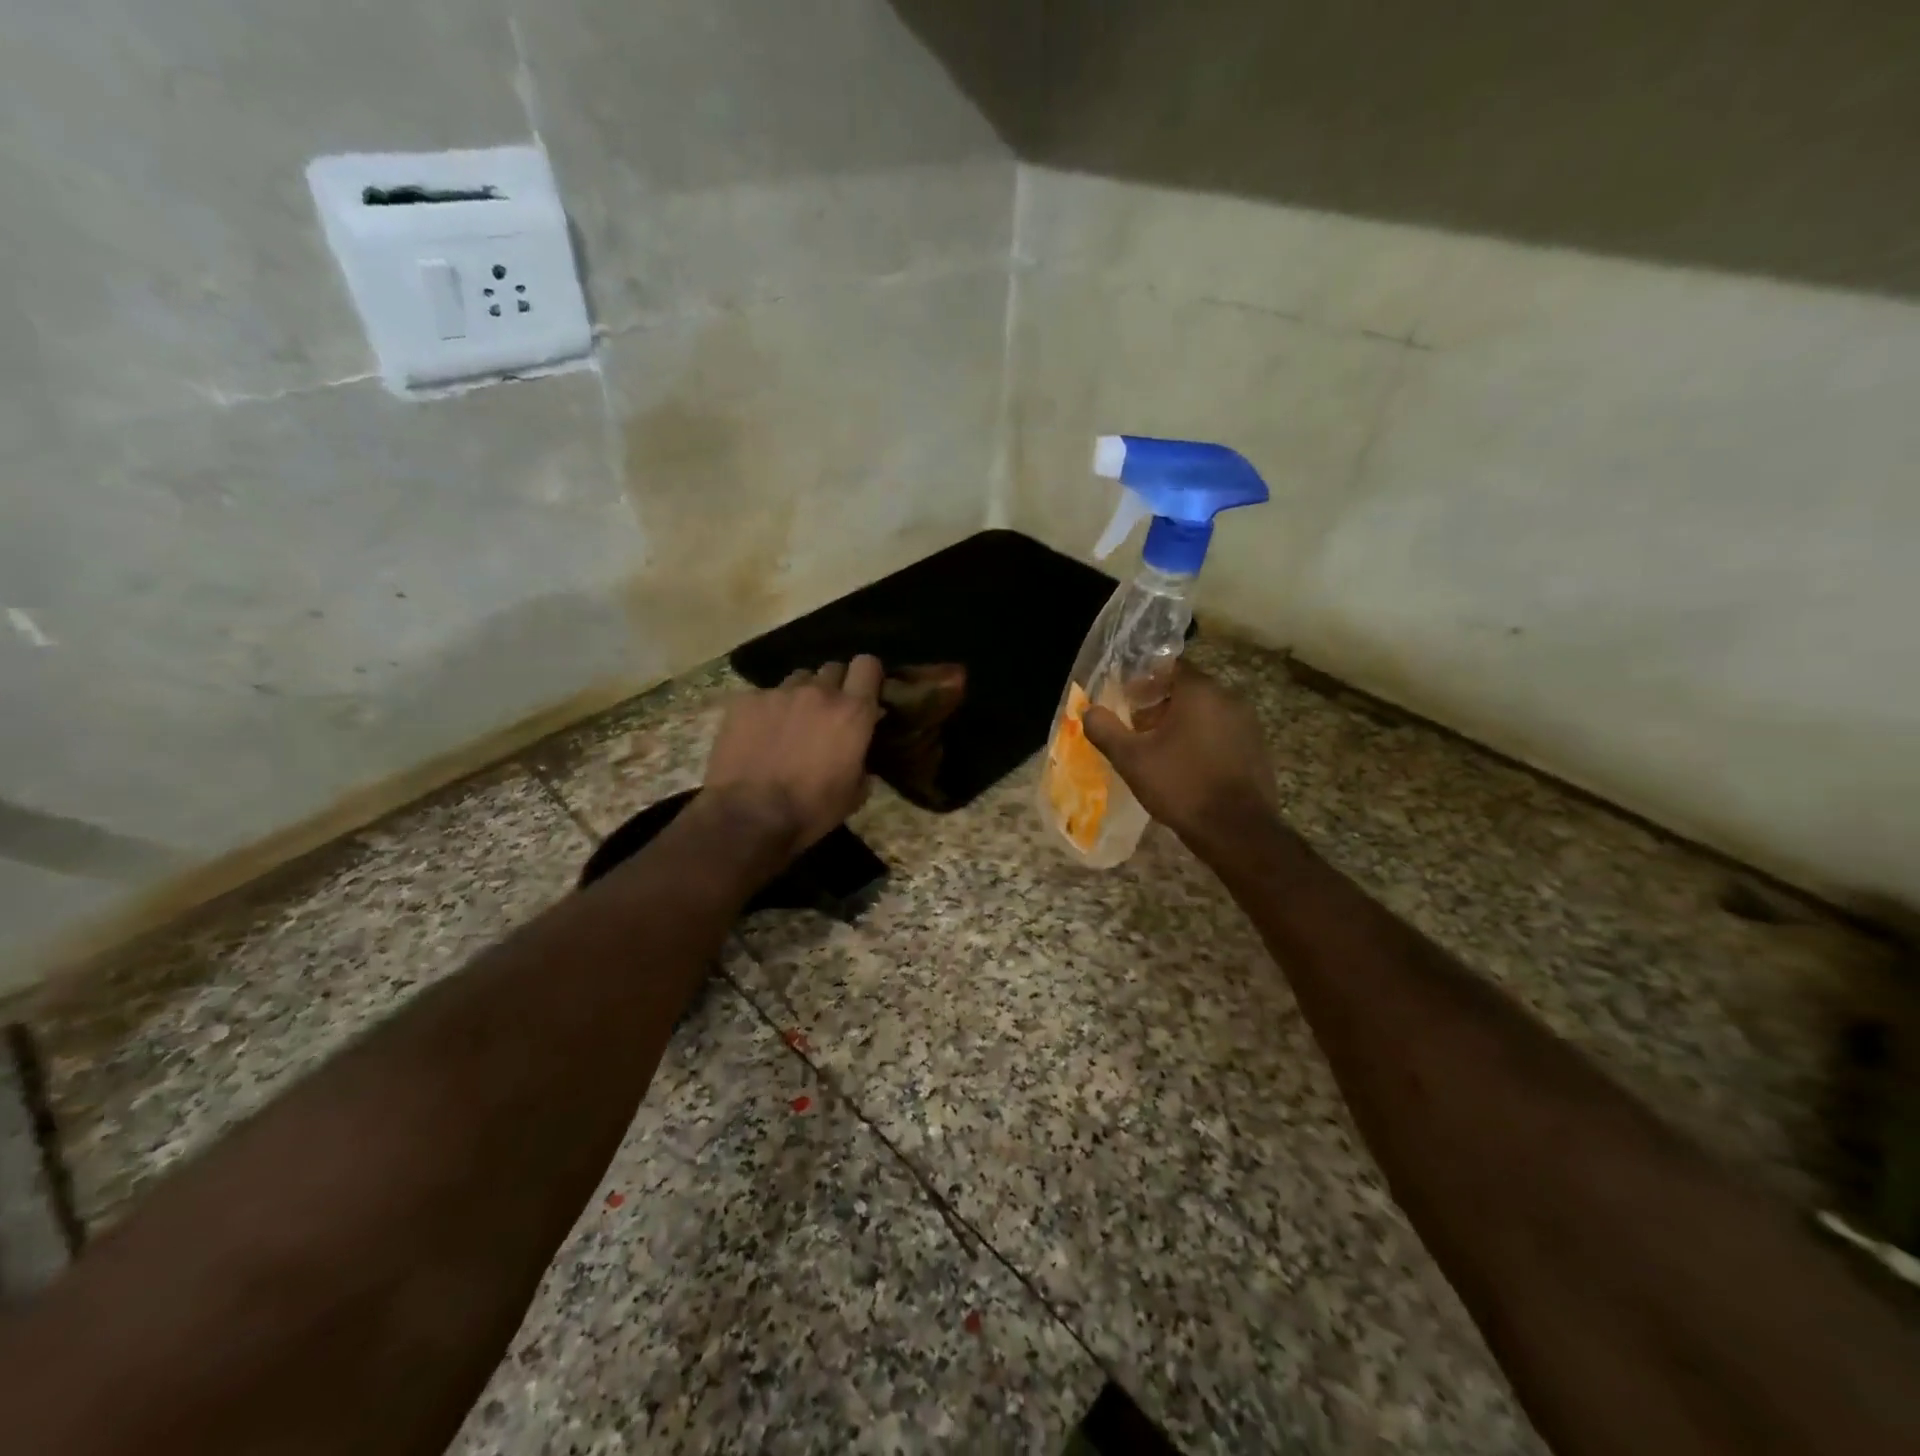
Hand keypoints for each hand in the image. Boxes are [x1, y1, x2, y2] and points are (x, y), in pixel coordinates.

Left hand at [702, 656, 884, 857]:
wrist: (748, 817)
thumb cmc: (810, 810)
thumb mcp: (854, 793)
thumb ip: (863, 761)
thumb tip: (859, 752)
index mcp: (853, 712)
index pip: (868, 665)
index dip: (867, 676)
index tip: (864, 693)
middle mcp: (818, 692)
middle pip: (833, 668)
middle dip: (835, 686)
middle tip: (827, 714)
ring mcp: (779, 693)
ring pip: (798, 679)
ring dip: (801, 695)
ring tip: (791, 723)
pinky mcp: (745, 701)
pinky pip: (764, 695)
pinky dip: (767, 710)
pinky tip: (758, 735)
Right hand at [1082, 664, 1276, 843]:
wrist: (1237, 831)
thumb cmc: (1180, 786)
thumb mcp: (1131, 759)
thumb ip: (1105, 730)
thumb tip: (1089, 711)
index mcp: (1200, 691)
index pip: (1170, 667)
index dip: (1145, 681)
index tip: (1127, 700)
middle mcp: (1230, 698)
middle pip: (1189, 690)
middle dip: (1161, 704)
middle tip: (1138, 728)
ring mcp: (1248, 725)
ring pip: (1207, 713)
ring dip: (1183, 724)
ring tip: (1160, 750)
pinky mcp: (1258, 750)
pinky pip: (1223, 734)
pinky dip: (1203, 742)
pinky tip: (1188, 768)